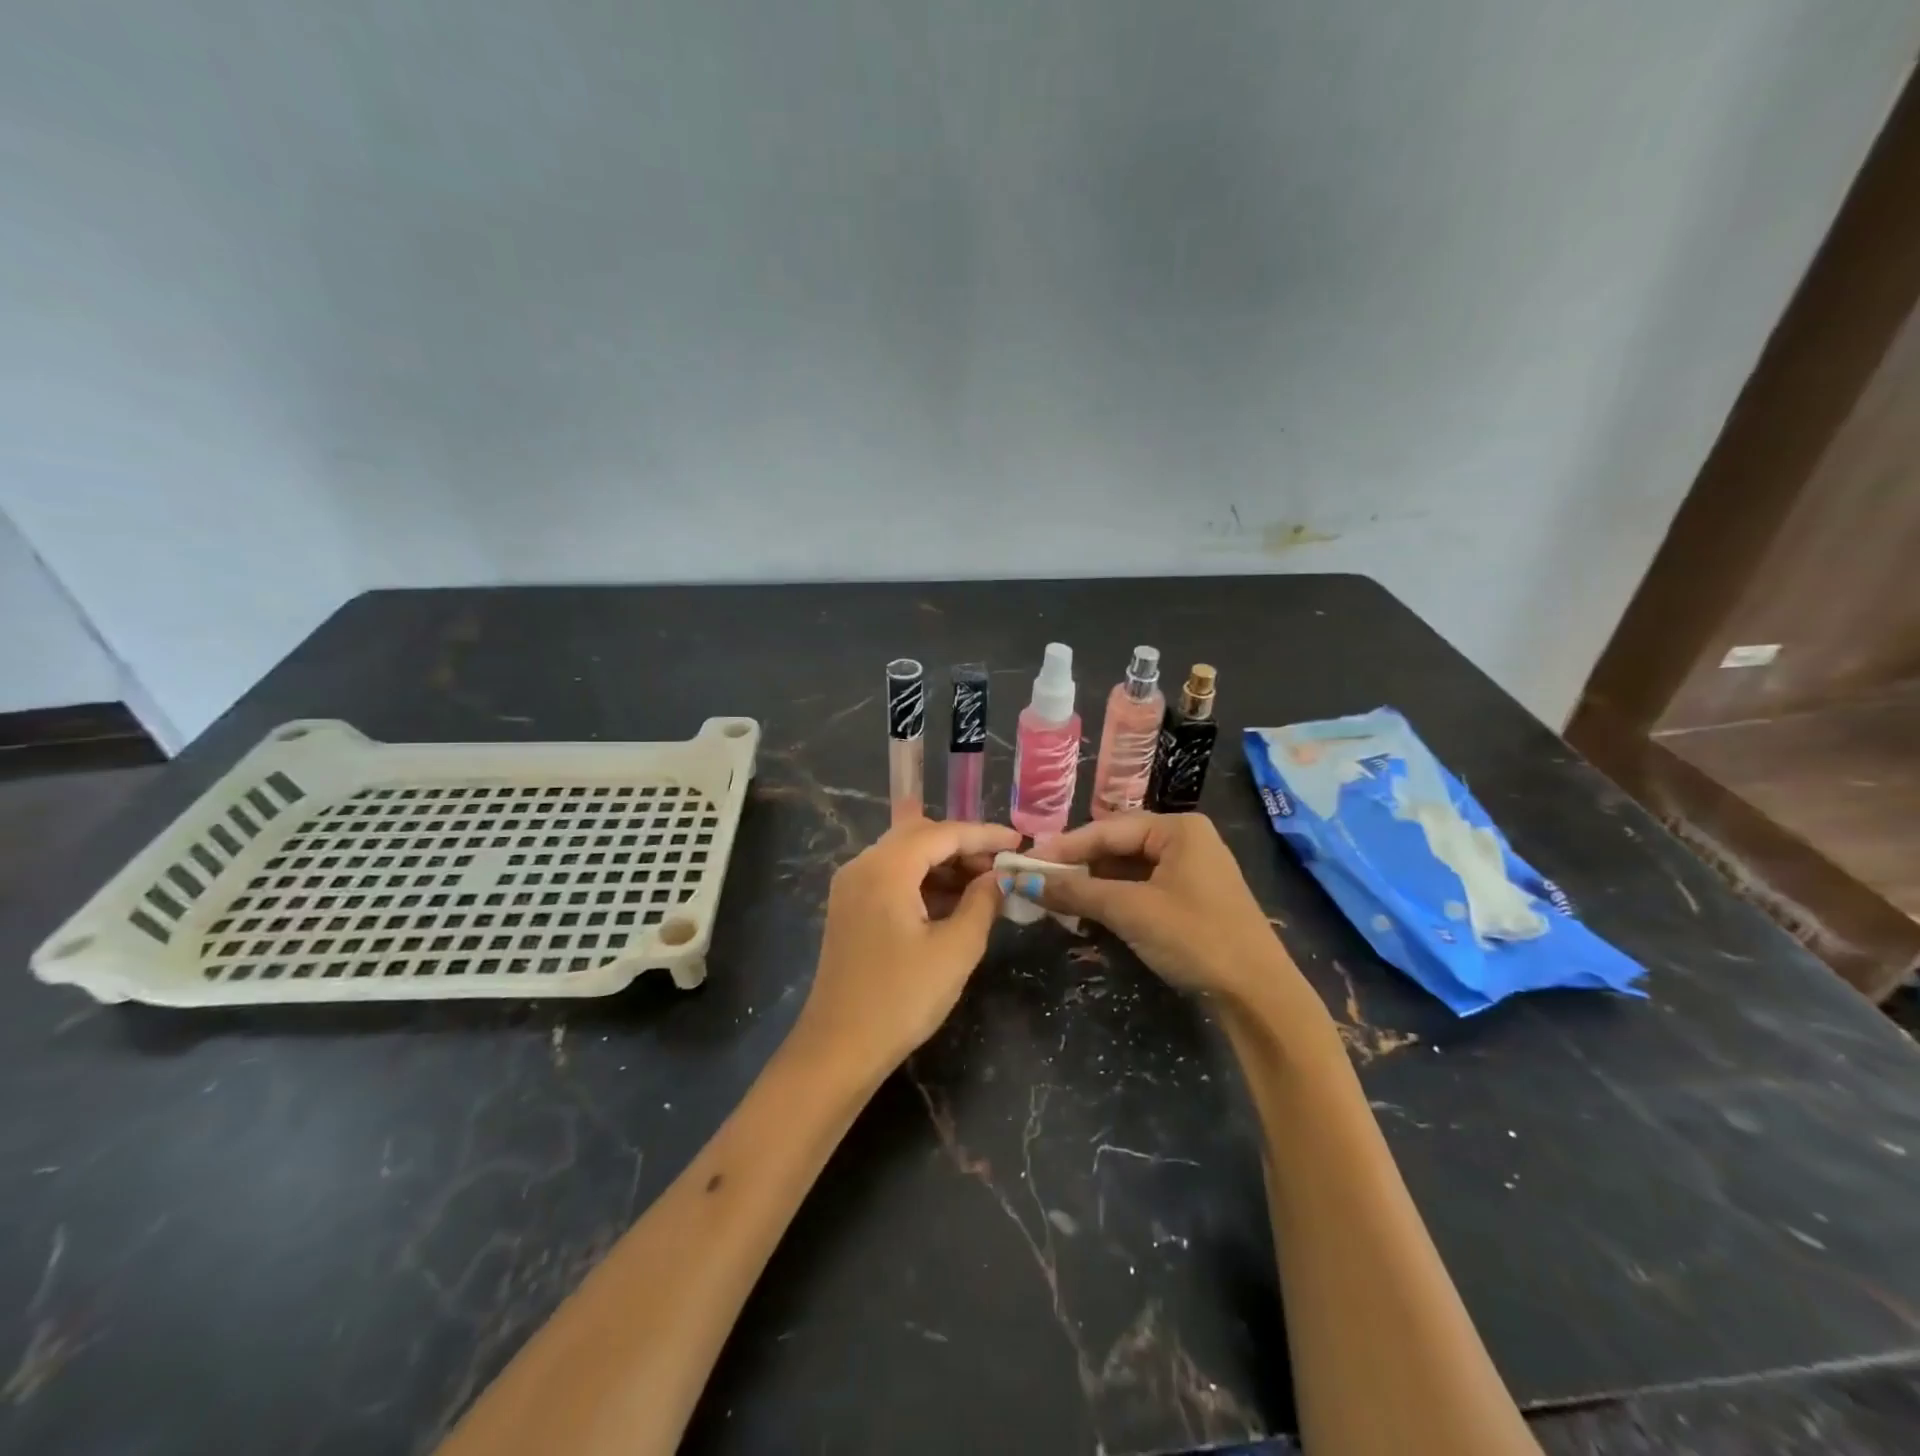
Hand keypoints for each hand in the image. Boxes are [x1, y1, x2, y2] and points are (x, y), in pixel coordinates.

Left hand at [798, 818, 1020, 1073]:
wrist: (839, 1049)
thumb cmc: (901, 999)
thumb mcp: (956, 950)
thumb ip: (983, 902)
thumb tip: (999, 877)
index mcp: (885, 868)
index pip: (942, 833)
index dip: (984, 835)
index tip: (1020, 844)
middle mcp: (862, 865)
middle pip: (920, 836)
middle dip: (964, 846)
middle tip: (1001, 867)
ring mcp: (851, 886)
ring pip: (905, 855)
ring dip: (944, 864)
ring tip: (984, 886)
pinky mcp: (850, 907)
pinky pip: (892, 877)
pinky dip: (923, 881)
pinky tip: (952, 902)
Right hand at [1029, 813, 1301, 1003]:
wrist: (1258, 995)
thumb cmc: (1195, 937)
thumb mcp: (1130, 910)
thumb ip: (1076, 891)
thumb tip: (1023, 881)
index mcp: (1178, 828)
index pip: (1106, 829)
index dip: (1063, 847)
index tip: (1025, 862)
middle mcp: (1186, 840)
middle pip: (1117, 846)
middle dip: (1078, 866)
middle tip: (1037, 881)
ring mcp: (1191, 870)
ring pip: (1128, 869)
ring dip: (1093, 885)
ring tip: (1055, 898)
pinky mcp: (1192, 898)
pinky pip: (1142, 888)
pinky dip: (1114, 899)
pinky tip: (1088, 912)